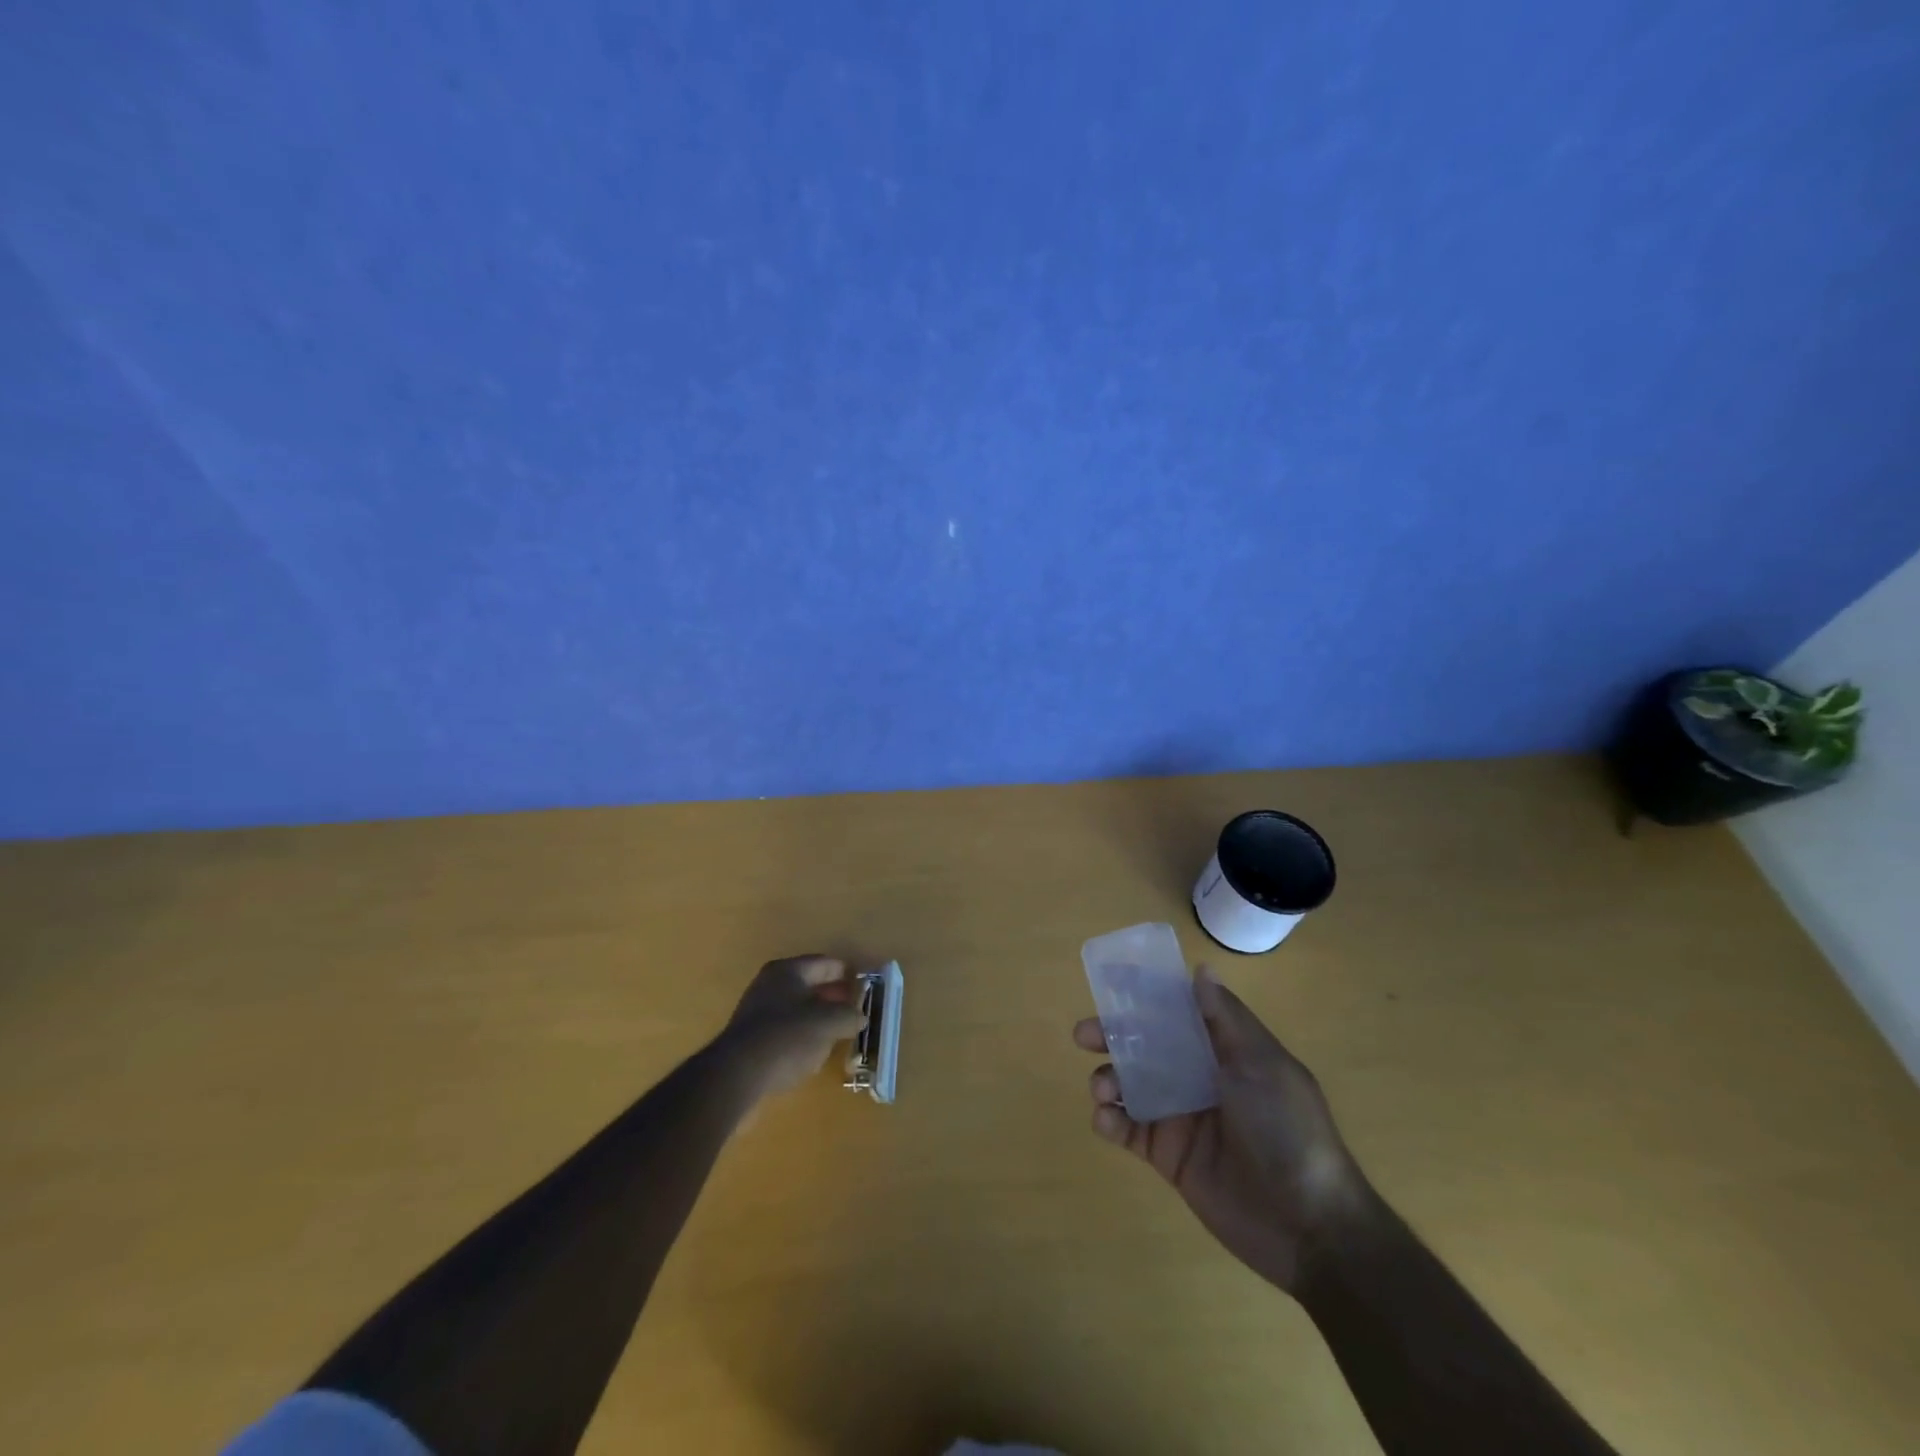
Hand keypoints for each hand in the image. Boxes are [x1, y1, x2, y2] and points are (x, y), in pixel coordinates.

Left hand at [718, 955, 866, 1098]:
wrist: (737, 1076)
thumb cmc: (787, 1036)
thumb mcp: (828, 1023)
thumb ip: (849, 1016)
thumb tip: (859, 1017)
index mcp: (788, 970)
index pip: (825, 964)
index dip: (847, 973)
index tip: (865, 985)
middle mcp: (770, 984)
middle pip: (810, 985)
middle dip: (833, 996)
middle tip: (855, 1009)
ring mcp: (757, 1011)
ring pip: (797, 1009)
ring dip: (818, 1018)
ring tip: (838, 1032)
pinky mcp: (751, 1039)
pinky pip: (785, 1030)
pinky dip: (802, 1036)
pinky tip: (813, 1053)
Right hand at [1076, 966, 1371, 1292]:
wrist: (1308, 1225)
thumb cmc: (1288, 1130)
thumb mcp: (1263, 1066)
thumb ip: (1226, 1019)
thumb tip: (1201, 969)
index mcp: (1222, 1050)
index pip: (1177, 1010)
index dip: (1145, 994)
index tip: (1111, 978)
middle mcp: (1197, 1076)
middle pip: (1144, 1045)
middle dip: (1111, 1035)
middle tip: (1083, 1035)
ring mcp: (1180, 1116)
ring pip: (1129, 1085)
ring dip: (1107, 1078)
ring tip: (1103, 1089)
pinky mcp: (1167, 1156)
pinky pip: (1128, 1131)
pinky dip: (1109, 1121)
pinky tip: (1105, 1120)